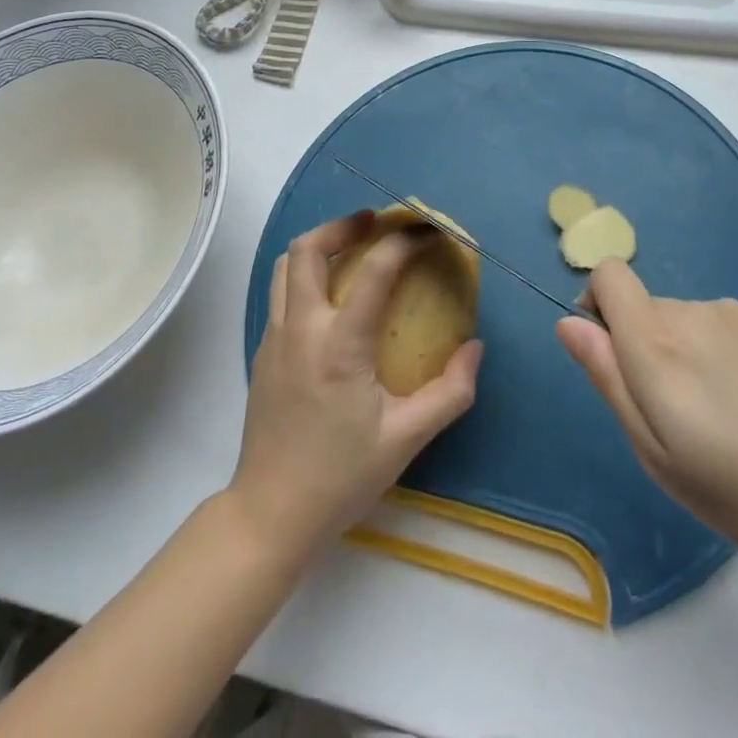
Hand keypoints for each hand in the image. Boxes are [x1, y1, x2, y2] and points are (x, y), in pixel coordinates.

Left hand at [230, 211, 482, 560]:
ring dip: (320, 245)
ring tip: (352, 249)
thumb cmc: (340, 477)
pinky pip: (281, 293)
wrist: (270, 515)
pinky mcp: (262, 353)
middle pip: (308, 249)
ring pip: (287, 266)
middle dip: (344, 225)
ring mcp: (274, 338)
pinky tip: (331, 298)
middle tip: (376, 223)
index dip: (405, 241)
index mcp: (339, 345)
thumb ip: (449, 393)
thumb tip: (475, 348)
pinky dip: (306, 275)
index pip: (373, 270)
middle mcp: (301, 329)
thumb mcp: (406, 440)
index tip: (429, 232)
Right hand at [556, 260, 737, 575]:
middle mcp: (692, 312)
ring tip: (724, 421)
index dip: (597, 305)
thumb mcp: (657, 452)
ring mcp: (736, 315)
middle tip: (678, 421)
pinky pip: (721, 329)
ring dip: (685, 356)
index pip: (609, 275)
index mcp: (656, 342)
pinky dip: (720, 357)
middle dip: (644, 349)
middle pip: (645, 308)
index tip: (613, 357)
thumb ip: (608, 378)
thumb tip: (569, 323)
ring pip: (684, 322)